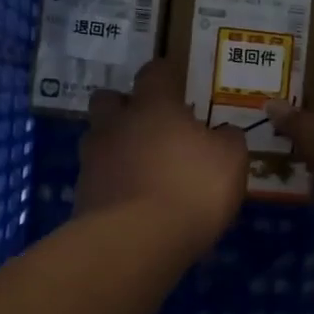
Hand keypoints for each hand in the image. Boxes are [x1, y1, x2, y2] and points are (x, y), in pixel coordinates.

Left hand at [76, 59, 247, 260]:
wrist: (135, 241)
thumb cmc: (190, 188)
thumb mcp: (230, 161)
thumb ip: (228, 139)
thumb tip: (223, 132)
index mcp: (153, 106)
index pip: (155, 71)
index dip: (167, 75)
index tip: (178, 84)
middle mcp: (116, 124)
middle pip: (109, 99)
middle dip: (125, 106)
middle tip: (150, 125)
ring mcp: (93, 159)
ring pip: (99, 138)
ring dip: (116, 146)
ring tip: (142, 168)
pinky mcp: (82, 194)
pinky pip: (97, 177)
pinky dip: (113, 182)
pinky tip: (133, 201)